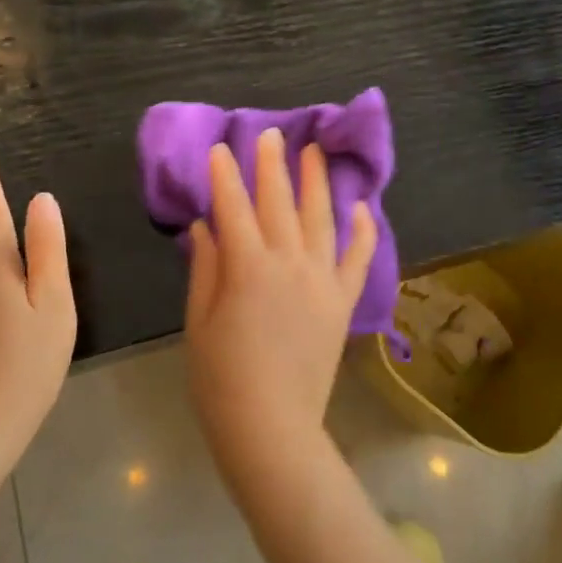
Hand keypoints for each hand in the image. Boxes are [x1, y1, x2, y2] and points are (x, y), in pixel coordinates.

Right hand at [183, 128, 377, 478]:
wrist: (272, 428)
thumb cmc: (221, 379)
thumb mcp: (199, 321)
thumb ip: (205, 267)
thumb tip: (206, 226)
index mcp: (247, 267)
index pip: (234, 208)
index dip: (225, 176)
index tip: (220, 149)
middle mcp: (289, 263)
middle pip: (279, 202)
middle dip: (272, 165)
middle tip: (271, 135)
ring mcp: (322, 281)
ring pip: (321, 219)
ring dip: (317, 182)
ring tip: (315, 152)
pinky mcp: (342, 302)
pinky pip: (357, 259)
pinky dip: (362, 230)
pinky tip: (362, 206)